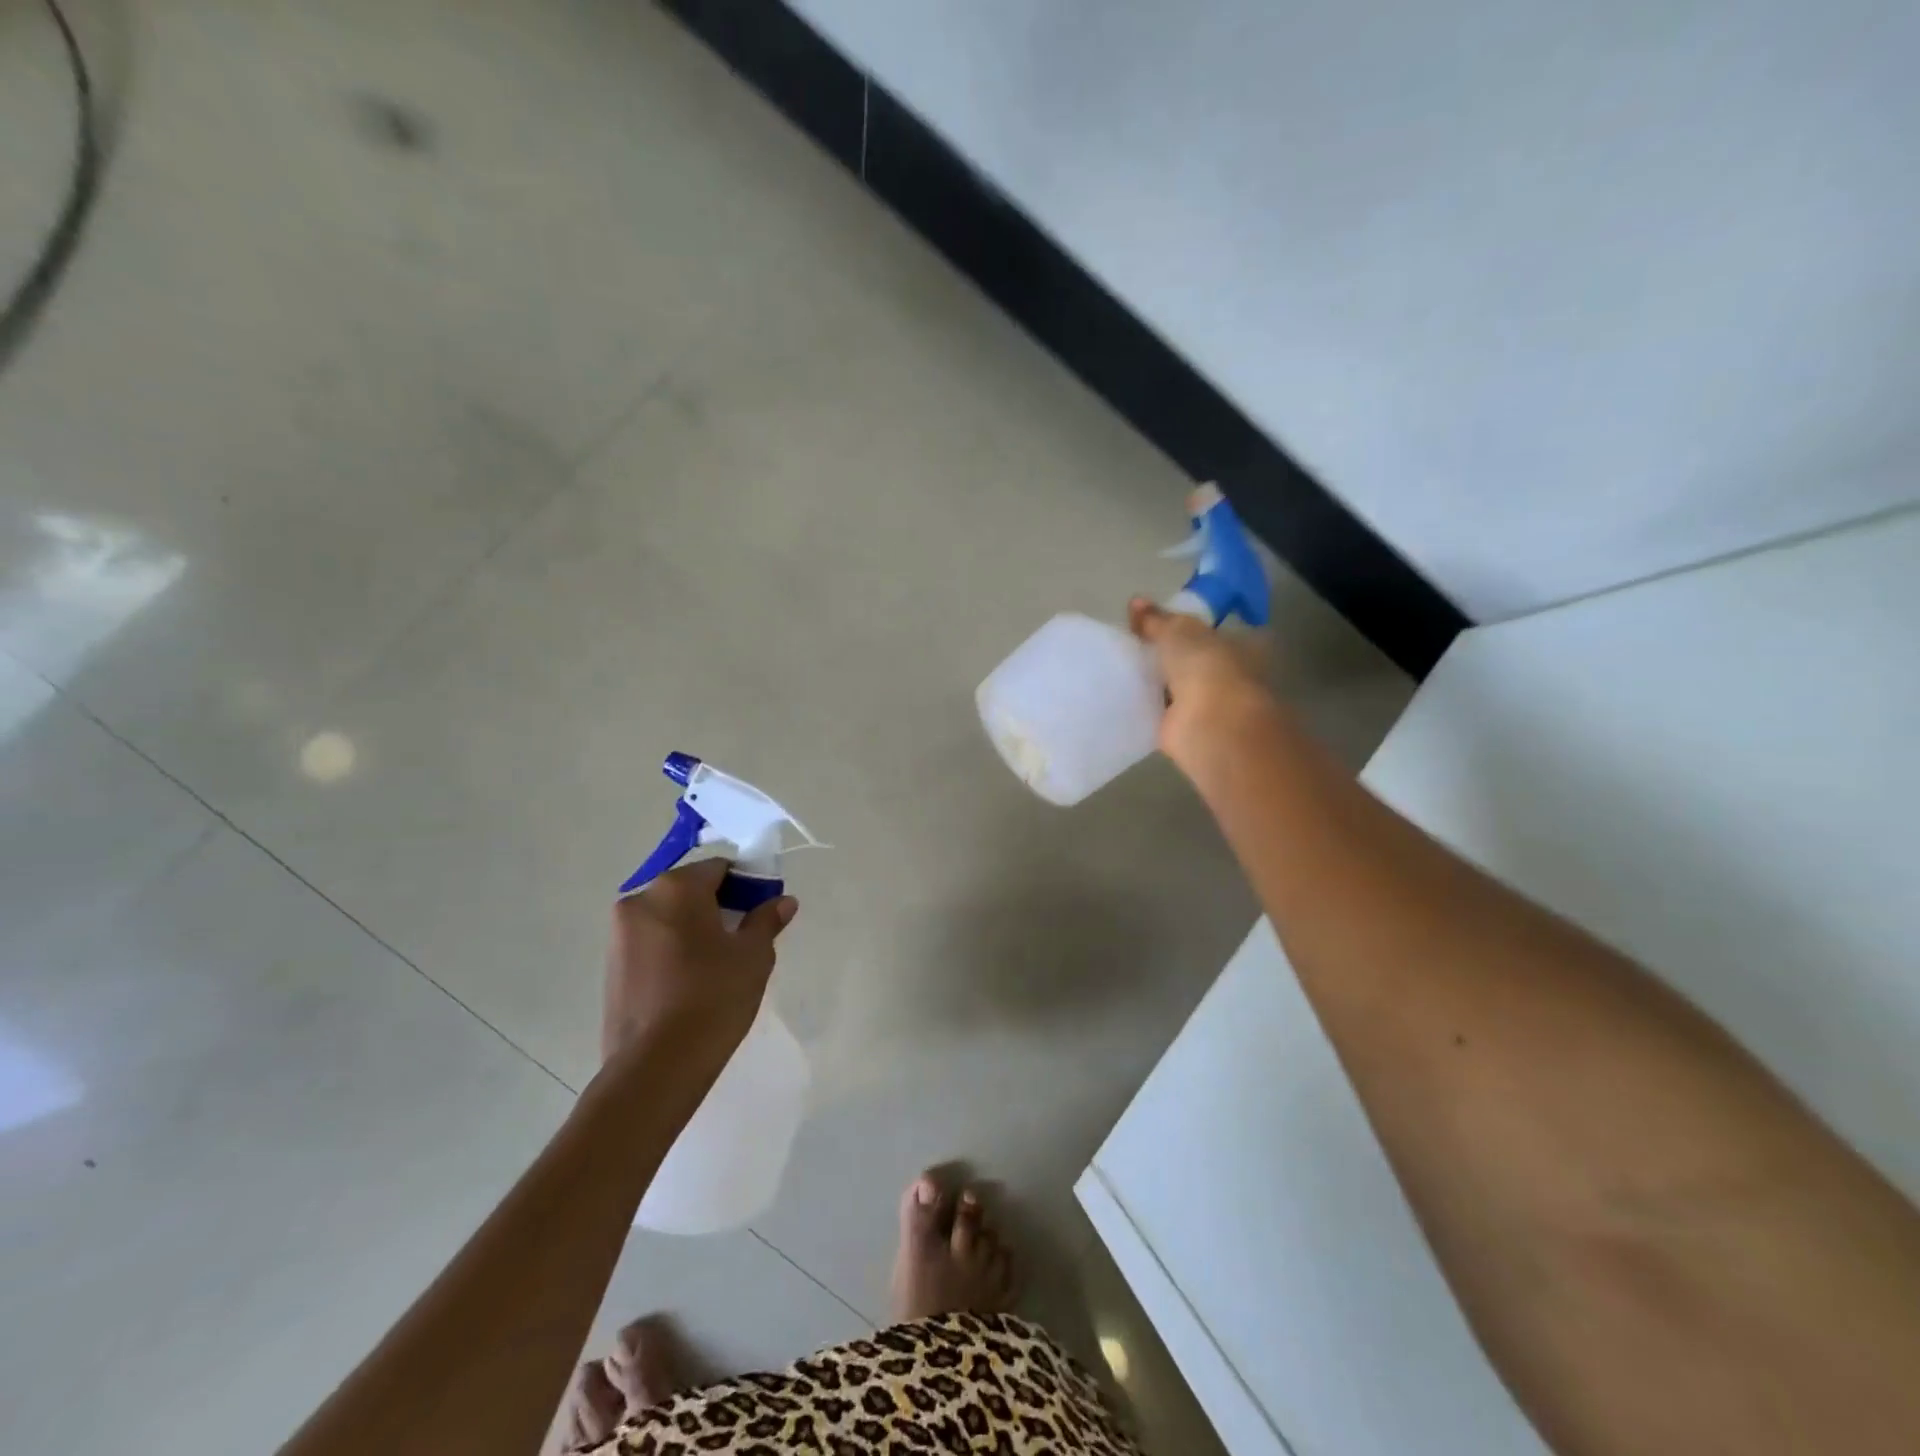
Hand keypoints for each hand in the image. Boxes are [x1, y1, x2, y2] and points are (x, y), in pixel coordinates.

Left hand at [603, 859, 796, 1071]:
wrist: (656, 1066)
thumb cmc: (713, 997)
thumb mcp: (753, 956)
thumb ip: (767, 920)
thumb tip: (783, 901)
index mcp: (676, 888)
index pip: (719, 868)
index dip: (747, 884)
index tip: (763, 909)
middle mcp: (640, 900)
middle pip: (690, 889)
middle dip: (718, 905)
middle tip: (744, 937)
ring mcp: (619, 934)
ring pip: (668, 916)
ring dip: (694, 927)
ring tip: (718, 962)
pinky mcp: (611, 966)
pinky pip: (651, 941)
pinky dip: (673, 948)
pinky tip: (692, 979)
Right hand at [1129, 597, 1280, 771]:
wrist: (1212, 726)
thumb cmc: (1207, 668)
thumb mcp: (1178, 632)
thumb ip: (1156, 620)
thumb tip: (1135, 601)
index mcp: (1241, 646)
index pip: (1210, 632)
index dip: (1184, 627)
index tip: (1153, 624)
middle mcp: (1229, 675)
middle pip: (1191, 661)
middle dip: (1166, 656)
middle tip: (1131, 644)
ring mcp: (1209, 705)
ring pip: (1176, 687)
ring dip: (1154, 682)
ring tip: (1119, 667)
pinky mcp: (1186, 730)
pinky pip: (1161, 712)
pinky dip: (1145, 706)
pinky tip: (1121, 695)